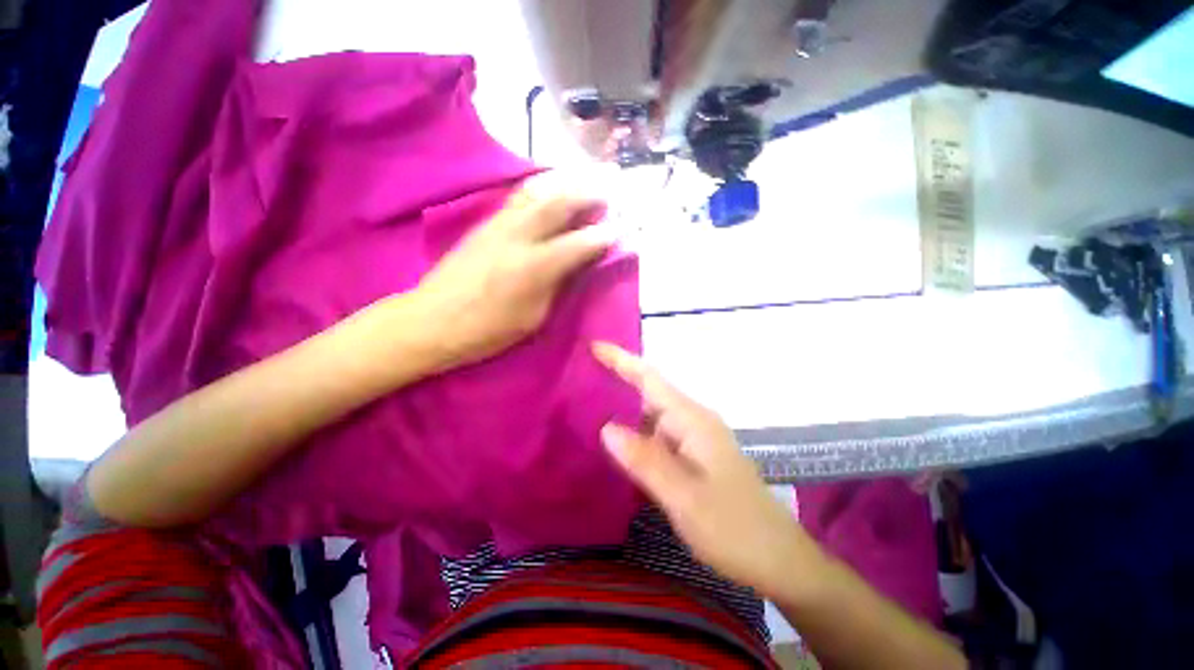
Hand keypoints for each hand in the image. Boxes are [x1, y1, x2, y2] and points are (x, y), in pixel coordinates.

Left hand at [415, 178, 611, 367]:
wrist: (431, 321)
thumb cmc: (487, 331)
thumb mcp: (533, 318)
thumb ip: (557, 285)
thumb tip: (575, 264)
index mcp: (534, 267)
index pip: (579, 243)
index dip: (603, 236)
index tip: (621, 229)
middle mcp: (518, 237)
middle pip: (559, 204)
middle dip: (587, 196)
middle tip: (607, 195)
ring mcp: (498, 225)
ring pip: (537, 193)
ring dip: (565, 185)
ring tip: (583, 184)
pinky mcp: (484, 224)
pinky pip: (519, 198)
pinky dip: (541, 190)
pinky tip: (550, 191)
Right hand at [594, 342, 825, 598]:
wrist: (777, 559)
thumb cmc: (733, 528)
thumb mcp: (683, 497)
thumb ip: (644, 460)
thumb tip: (605, 427)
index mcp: (692, 420)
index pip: (650, 379)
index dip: (622, 359)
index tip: (594, 346)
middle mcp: (693, 421)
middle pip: (650, 391)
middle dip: (618, 379)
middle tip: (581, 376)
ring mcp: (695, 438)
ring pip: (652, 414)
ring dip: (625, 406)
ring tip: (589, 403)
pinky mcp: (694, 456)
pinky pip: (658, 434)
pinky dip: (636, 431)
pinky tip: (619, 442)